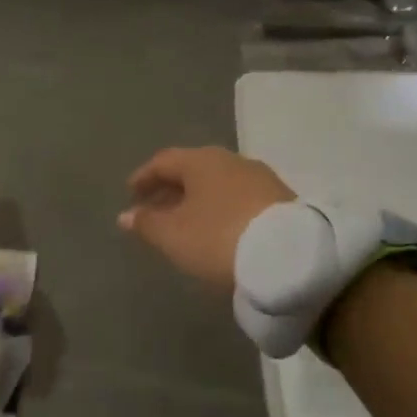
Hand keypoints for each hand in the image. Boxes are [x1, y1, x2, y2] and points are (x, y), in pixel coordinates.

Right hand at [118, 146, 294, 290]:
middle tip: (155, 210)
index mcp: (201, 160)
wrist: (290, 256)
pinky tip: (218, 229)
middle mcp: (231, 161)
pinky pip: (239, 198)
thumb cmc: (219, 238)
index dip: (144, 177)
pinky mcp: (281, 200)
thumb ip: (147, 223)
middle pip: (192, 170)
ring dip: (197, 200)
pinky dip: (221, 209)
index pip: (164, 161)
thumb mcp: (173, 235)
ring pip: (218, 184)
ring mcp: (260, 178)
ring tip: (186, 223)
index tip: (131, 194)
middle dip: (171, 189)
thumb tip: (126, 215)